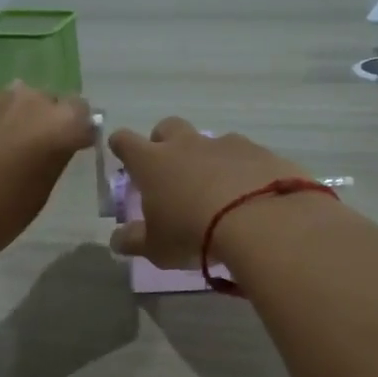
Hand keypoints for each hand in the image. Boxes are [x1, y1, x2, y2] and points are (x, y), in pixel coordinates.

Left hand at [0, 83, 94, 267]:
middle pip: (49, 101)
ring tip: (1, 151)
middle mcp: (28, 100)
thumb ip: (55, 157)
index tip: (71, 148)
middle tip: (35, 150)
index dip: (78, 131)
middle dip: (47, 120)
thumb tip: (58, 144)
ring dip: (16, 119)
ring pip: (16, 101)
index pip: (83, 114)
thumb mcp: (41, 192)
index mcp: (58, 124)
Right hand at [107, 118, 310, 267]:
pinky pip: (246, 156)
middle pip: (168, 128)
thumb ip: (134, 241)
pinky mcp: (260, 153)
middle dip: (164, 142)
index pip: (126, 142)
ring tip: (217, 190)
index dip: (121, 146)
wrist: (259, 222)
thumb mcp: (156, 248)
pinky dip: (242, 171)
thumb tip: (117, 239)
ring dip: (208, 159)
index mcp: (153, 163)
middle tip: (169, 169)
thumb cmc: (193, 234)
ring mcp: (226, 145)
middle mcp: (187, 145)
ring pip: (210, 142)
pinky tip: (250, 195)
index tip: (121, 152)